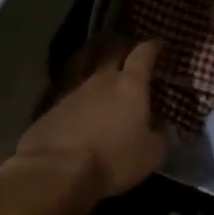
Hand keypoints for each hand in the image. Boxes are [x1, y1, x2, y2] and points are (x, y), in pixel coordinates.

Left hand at [10, 39, 167, 199]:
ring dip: (96, 70)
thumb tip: (163, 129)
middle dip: (121, 47)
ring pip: (87, 71)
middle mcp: (100, 80)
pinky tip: (81, 107)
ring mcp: (72, 91)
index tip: (159, 44)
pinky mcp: (51, 108)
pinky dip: (79, 96)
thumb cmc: (113, 159)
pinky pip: (70, 94)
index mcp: (129, 85)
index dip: (152, 47)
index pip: (143, 55)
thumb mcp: (151, 154)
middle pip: (110, 52)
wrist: (57, 170)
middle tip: (129, 50)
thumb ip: (160, 137)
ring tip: (102, 74)